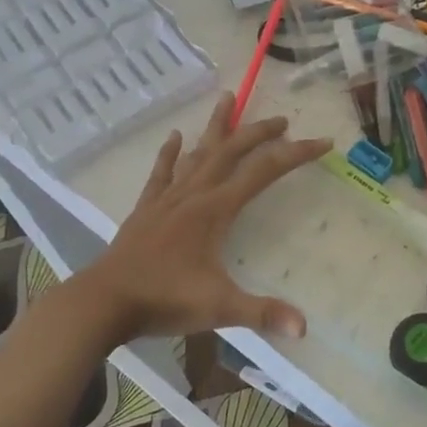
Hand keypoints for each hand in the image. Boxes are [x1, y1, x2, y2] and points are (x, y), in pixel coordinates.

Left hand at [83, 95, 330, 342]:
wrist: (103, 301)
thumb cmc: (164, 300)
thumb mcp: (219, 308)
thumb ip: (262, 313)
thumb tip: (304, 328)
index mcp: (216, 210)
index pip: (264, 172)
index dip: (296, 154)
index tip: (322, 142)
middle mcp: (194, 195)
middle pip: (231, 152)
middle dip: (259, 132)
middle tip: (282, 120)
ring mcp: (167, 199)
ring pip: (197, 154)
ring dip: (216, 128)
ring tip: (227, 99)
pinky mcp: (146, 209)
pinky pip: (162, 173)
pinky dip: (170, 154)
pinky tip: (176, 137)